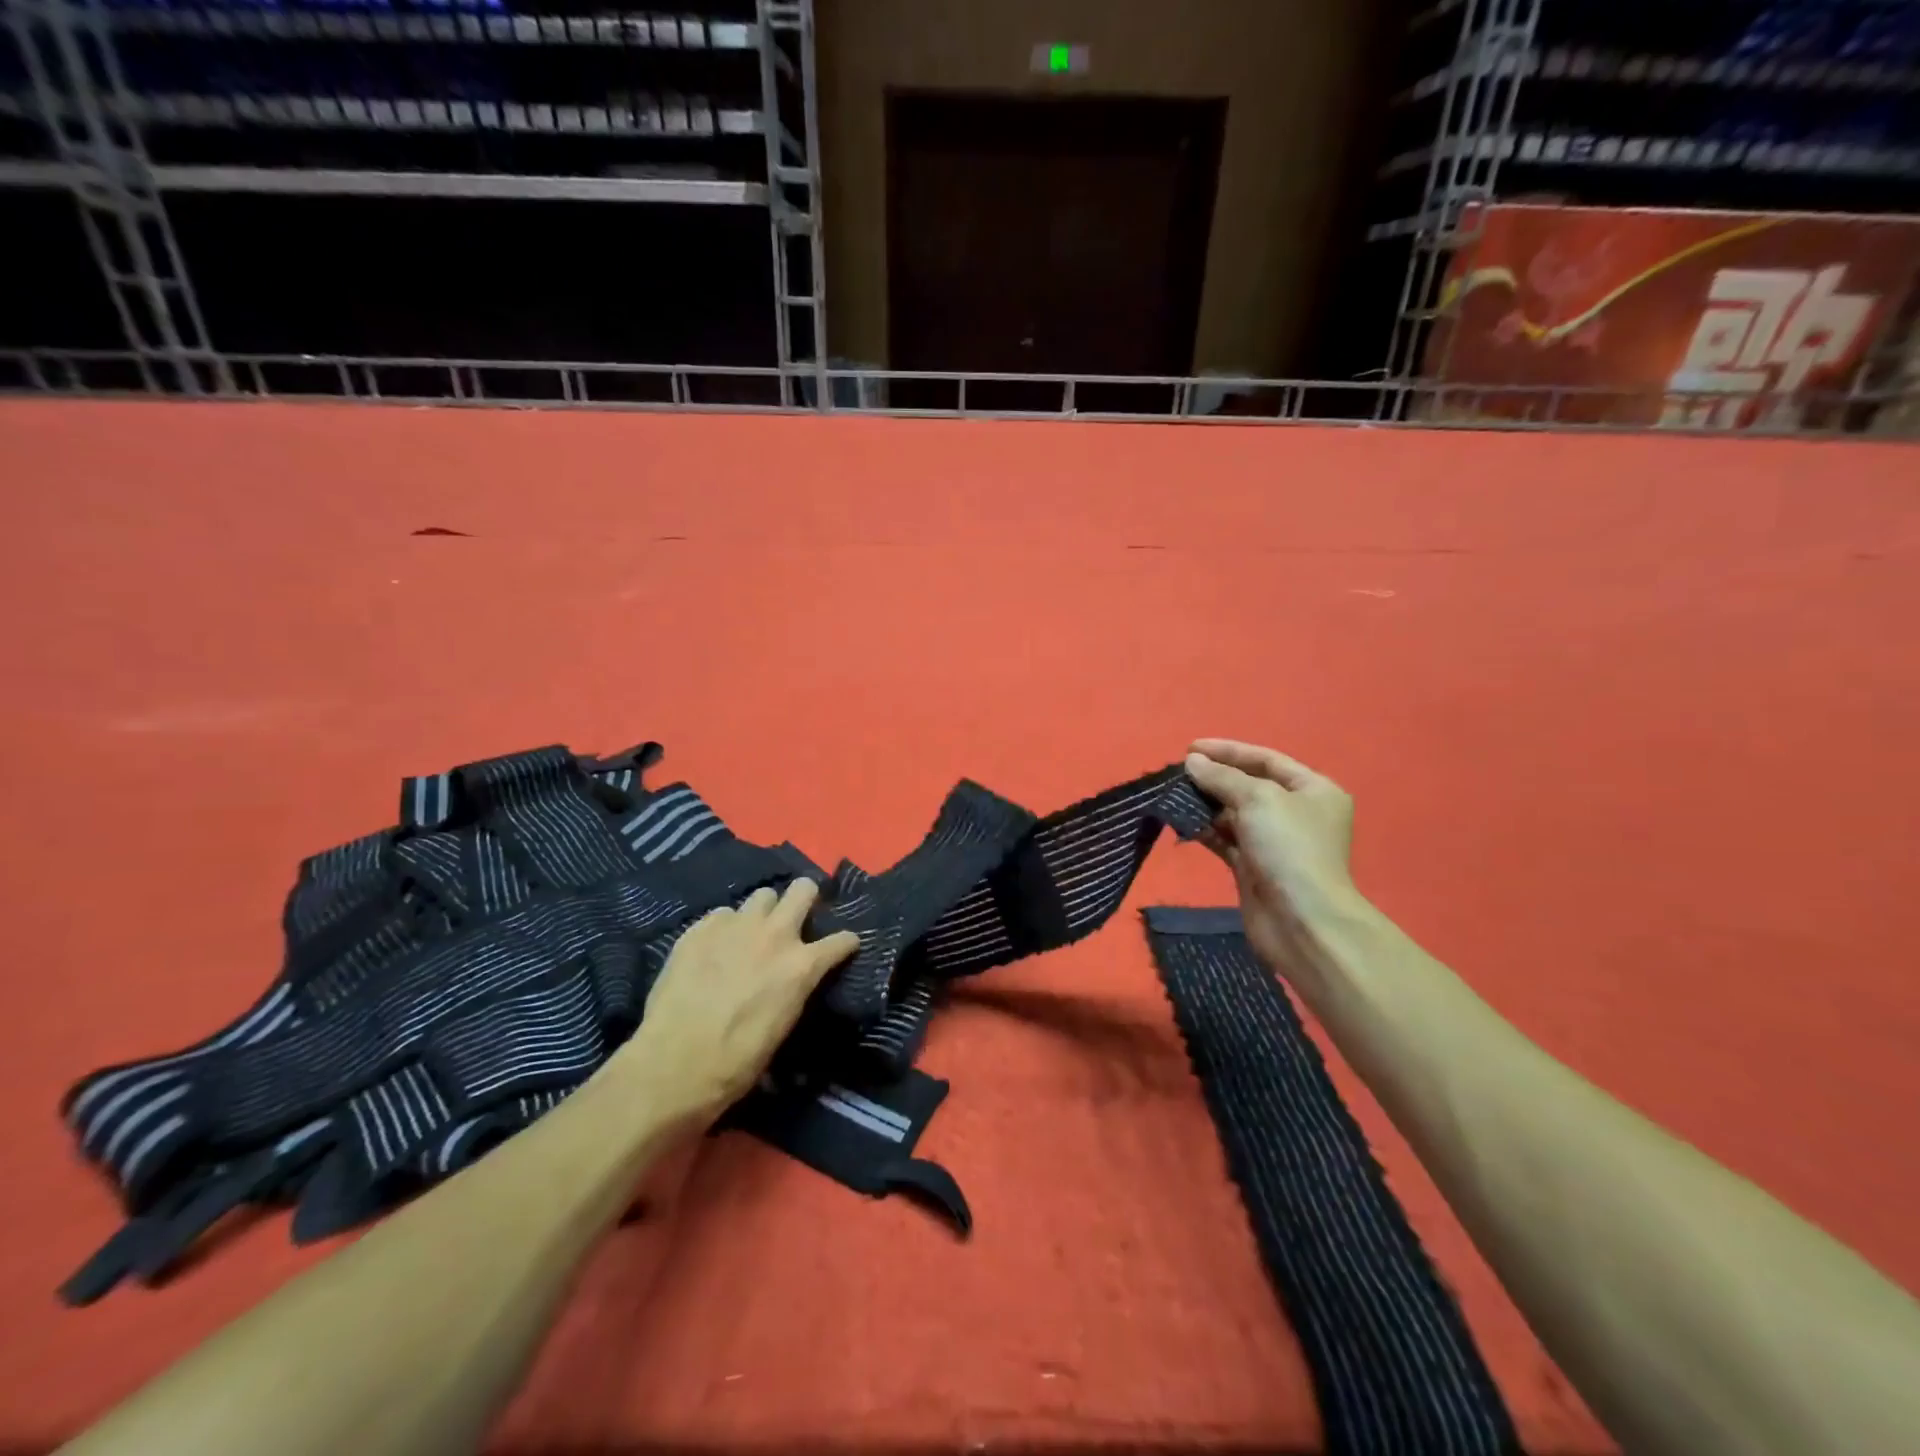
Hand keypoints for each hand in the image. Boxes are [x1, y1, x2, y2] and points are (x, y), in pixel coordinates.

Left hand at [616, 880, 860, 1122]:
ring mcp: (736, 926)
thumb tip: (794, 980)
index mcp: (801, 966)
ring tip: (751, 931)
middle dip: (805, 898)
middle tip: (797, 917)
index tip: (843, 947)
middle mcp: (775, 935)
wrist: (673, 1065)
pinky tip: (714, 948)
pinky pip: (722, 914)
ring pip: (762, 895)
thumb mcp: (783, 1026)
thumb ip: (794, 989)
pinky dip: (724, 927)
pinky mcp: (701, 928)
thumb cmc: (736, 1062)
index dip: (845, 943)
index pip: (842, 940)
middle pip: (803, 889)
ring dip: (763, 912)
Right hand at [1184, 739, 1363, 988]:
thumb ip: (1222, 776)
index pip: (1266, 759)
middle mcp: (1296, 813)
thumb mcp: (1257, 798)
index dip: (1228, 751)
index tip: (1190, 748)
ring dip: (1206, 803)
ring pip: (1234, 813)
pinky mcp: (1254, 867)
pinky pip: (1225, 839)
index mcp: (1313, 790)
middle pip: (1249, 785)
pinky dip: (1205, 829)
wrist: (1301, 921)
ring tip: (1174, 795)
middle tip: (1178, 773)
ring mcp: (1275, 842)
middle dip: (1214, 777)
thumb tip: (1192, 762)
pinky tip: (1181, 821)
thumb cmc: (1289, 848)